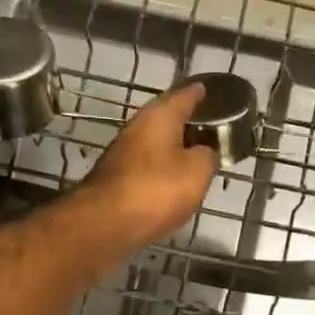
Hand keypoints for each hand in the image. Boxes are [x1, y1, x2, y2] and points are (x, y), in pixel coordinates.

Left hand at [78, 82, 217, 252]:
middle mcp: (137, 127)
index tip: (208, 90)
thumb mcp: (197, 171)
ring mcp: (122, 153)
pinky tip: (172, 180)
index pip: (184, 95)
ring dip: (173, 147)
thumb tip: (205, 151)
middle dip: (186, 122)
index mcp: (159, 116)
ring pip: (155, 143)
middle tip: (209, 127)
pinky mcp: (116, 179)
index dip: (199, 93)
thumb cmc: (156, 190)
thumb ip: (207, 156)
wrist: (105, 223)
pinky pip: (146, 167)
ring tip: (195, 155)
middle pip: (166, 119)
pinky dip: (161, 169)